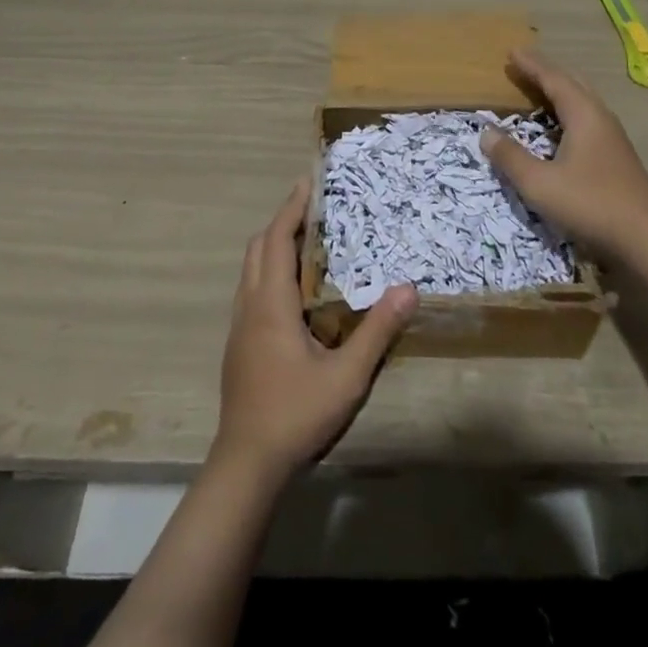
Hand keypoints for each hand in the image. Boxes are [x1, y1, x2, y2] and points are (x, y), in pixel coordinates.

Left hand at [213, 180, 416, 478]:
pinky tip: (293, 291)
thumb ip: (377, 331)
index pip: (276, 239)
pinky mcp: (239, 345)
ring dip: (273, 245)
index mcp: (271, 304)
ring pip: (250, 269)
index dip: (292, 208)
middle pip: (258, 247)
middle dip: (282, 220)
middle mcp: (250, 306)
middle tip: (313, 207)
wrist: (246, 465)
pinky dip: (269, 270)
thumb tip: (408, 287)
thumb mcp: (346, 376)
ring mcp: (239, 327)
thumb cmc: (295, 414)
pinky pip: (251, 289)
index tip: (307, 181)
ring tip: (306, 240)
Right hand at [480, 47, 647, 262]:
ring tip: (538, 90)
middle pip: (572, 84)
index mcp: (583, 115)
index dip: (532, 65)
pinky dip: (567, 111)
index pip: (554, 79)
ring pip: (583, 101)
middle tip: (523, 65)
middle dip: (546, 72)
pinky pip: (587, 118)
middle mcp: (600, 118)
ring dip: (559, 91)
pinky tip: (560, 128)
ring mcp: (612, 138)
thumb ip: (511, 157)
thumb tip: (486, 132)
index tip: (512, 51)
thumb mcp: (540, 184)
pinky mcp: (617, 157)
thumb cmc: (591, 204)